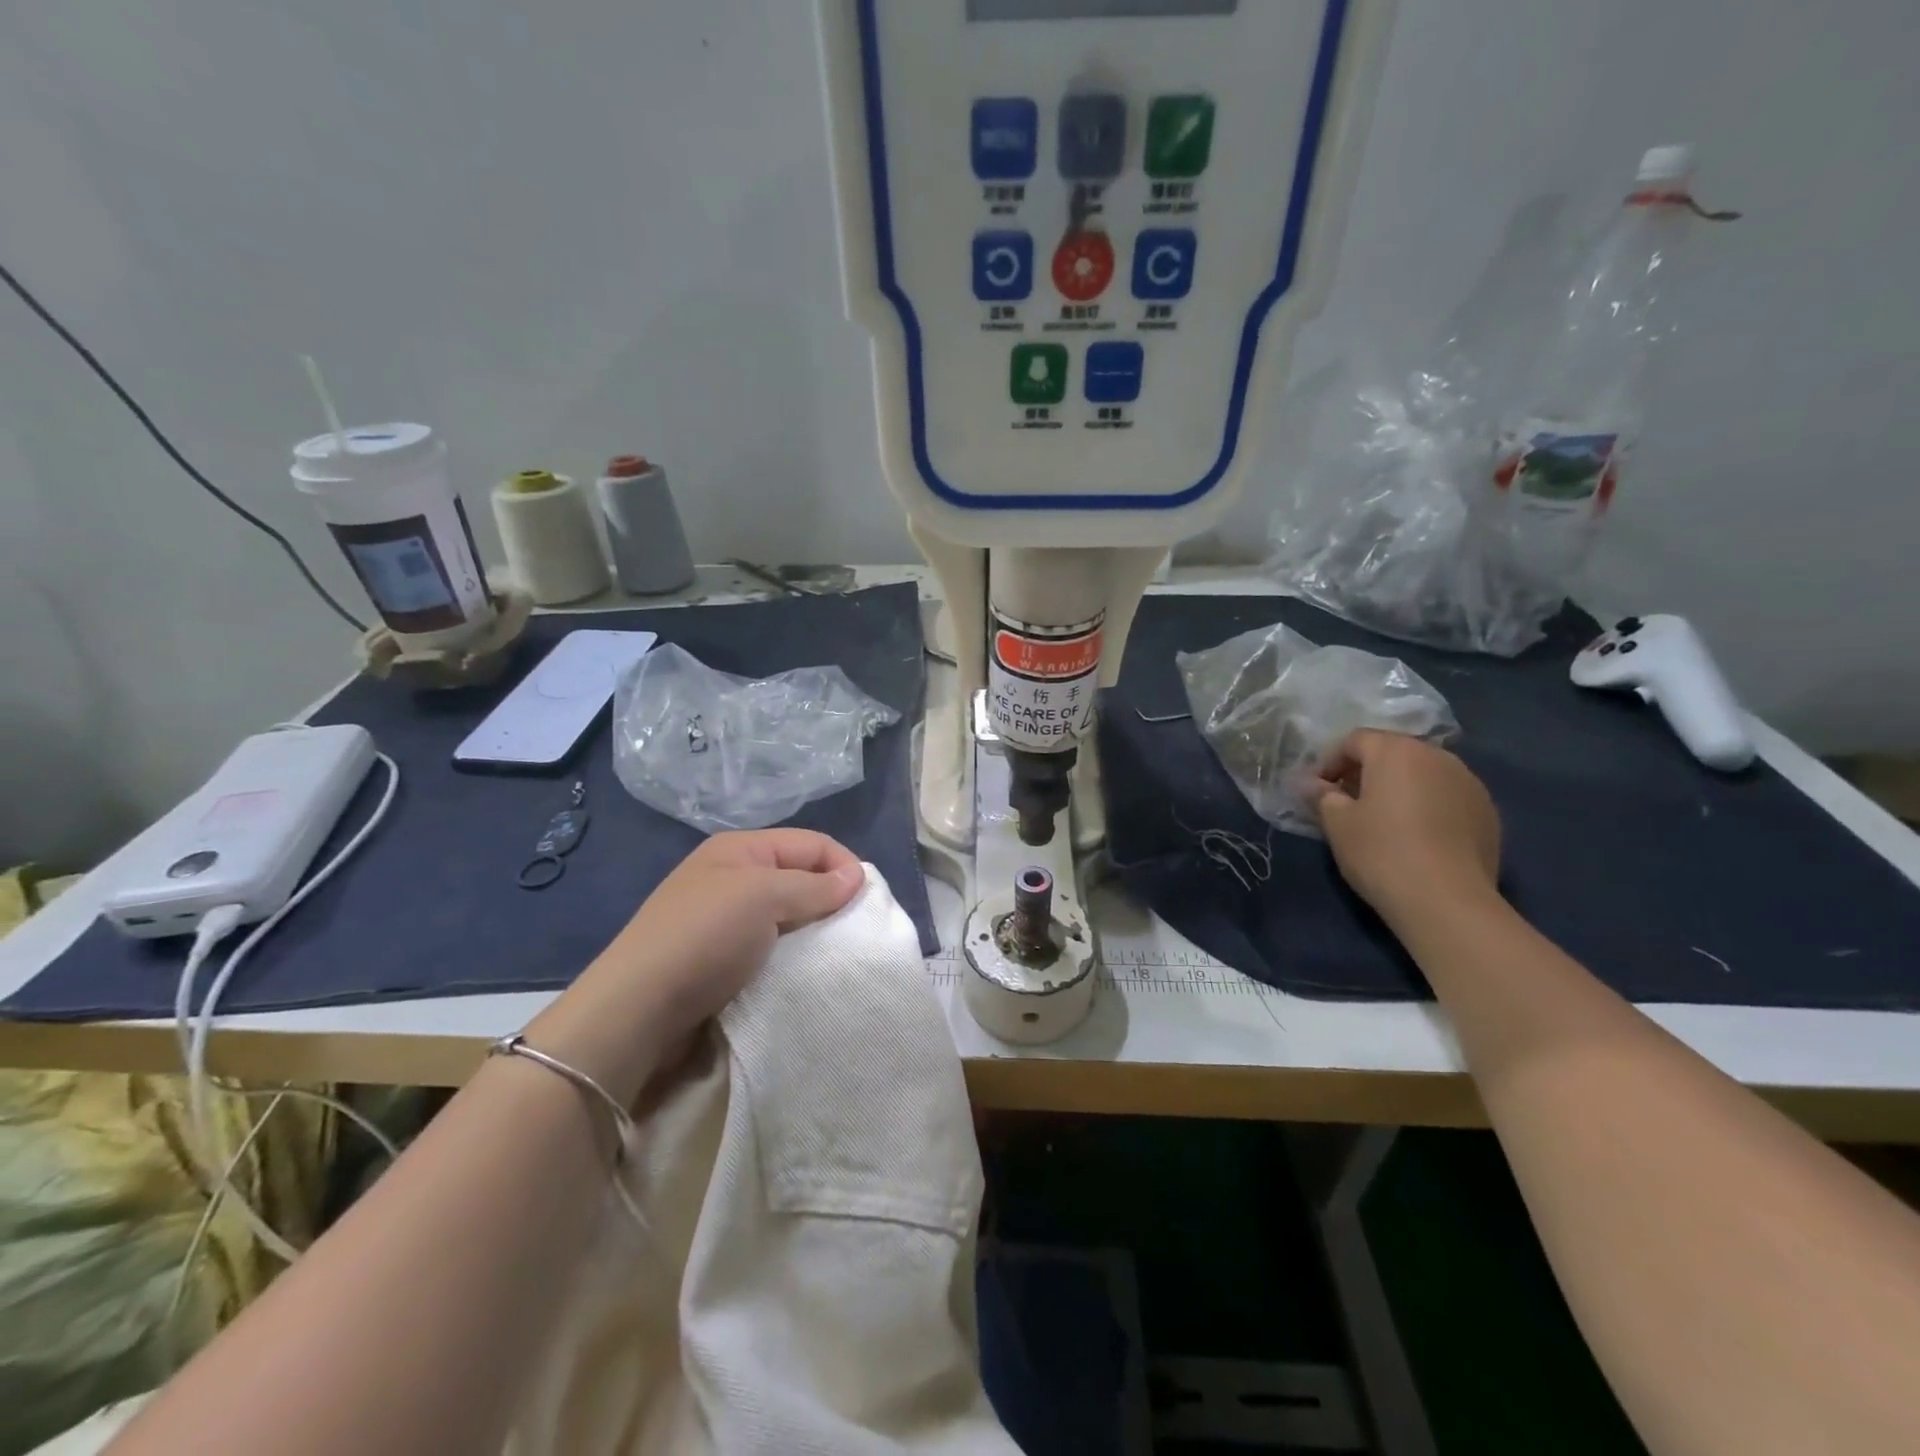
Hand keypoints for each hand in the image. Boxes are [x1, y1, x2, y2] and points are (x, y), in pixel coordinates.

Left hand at [525, 829, 864, 1101]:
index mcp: (740, 848)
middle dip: (830, 897)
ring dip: (812, 928)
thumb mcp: (764, 897)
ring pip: (787, 912)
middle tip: (853, 930)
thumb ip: (814, 886)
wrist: (636, 1011)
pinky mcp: (720, 957)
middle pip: (800, 875)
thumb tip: (856, 877)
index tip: (866, 902)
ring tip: (832, 952)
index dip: (843, 864)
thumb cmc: (704, 938)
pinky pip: (770, 944)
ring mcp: (724, 918)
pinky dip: (791, 953)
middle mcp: (733, 876)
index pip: (811, 843)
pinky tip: (801, 969)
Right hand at [1304, 730, 1501, 928]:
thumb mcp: (1337, 823)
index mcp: (1397, 751)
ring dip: (1399, 787)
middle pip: (1393, 752)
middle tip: (1346, 802)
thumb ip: (1321, 796)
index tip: (1317, 790)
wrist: (1447, 902)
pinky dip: (1427, 806)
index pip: (1355, 740)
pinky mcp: (1489, 813)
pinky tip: (1417, 837)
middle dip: (1366, 772)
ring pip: (1423, 774)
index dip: (1330, 761)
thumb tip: (1311, 784)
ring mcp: (1470, 783)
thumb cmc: (1381, 852)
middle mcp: (1438, 757)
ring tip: (1383, 820)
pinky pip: (1447, 797)